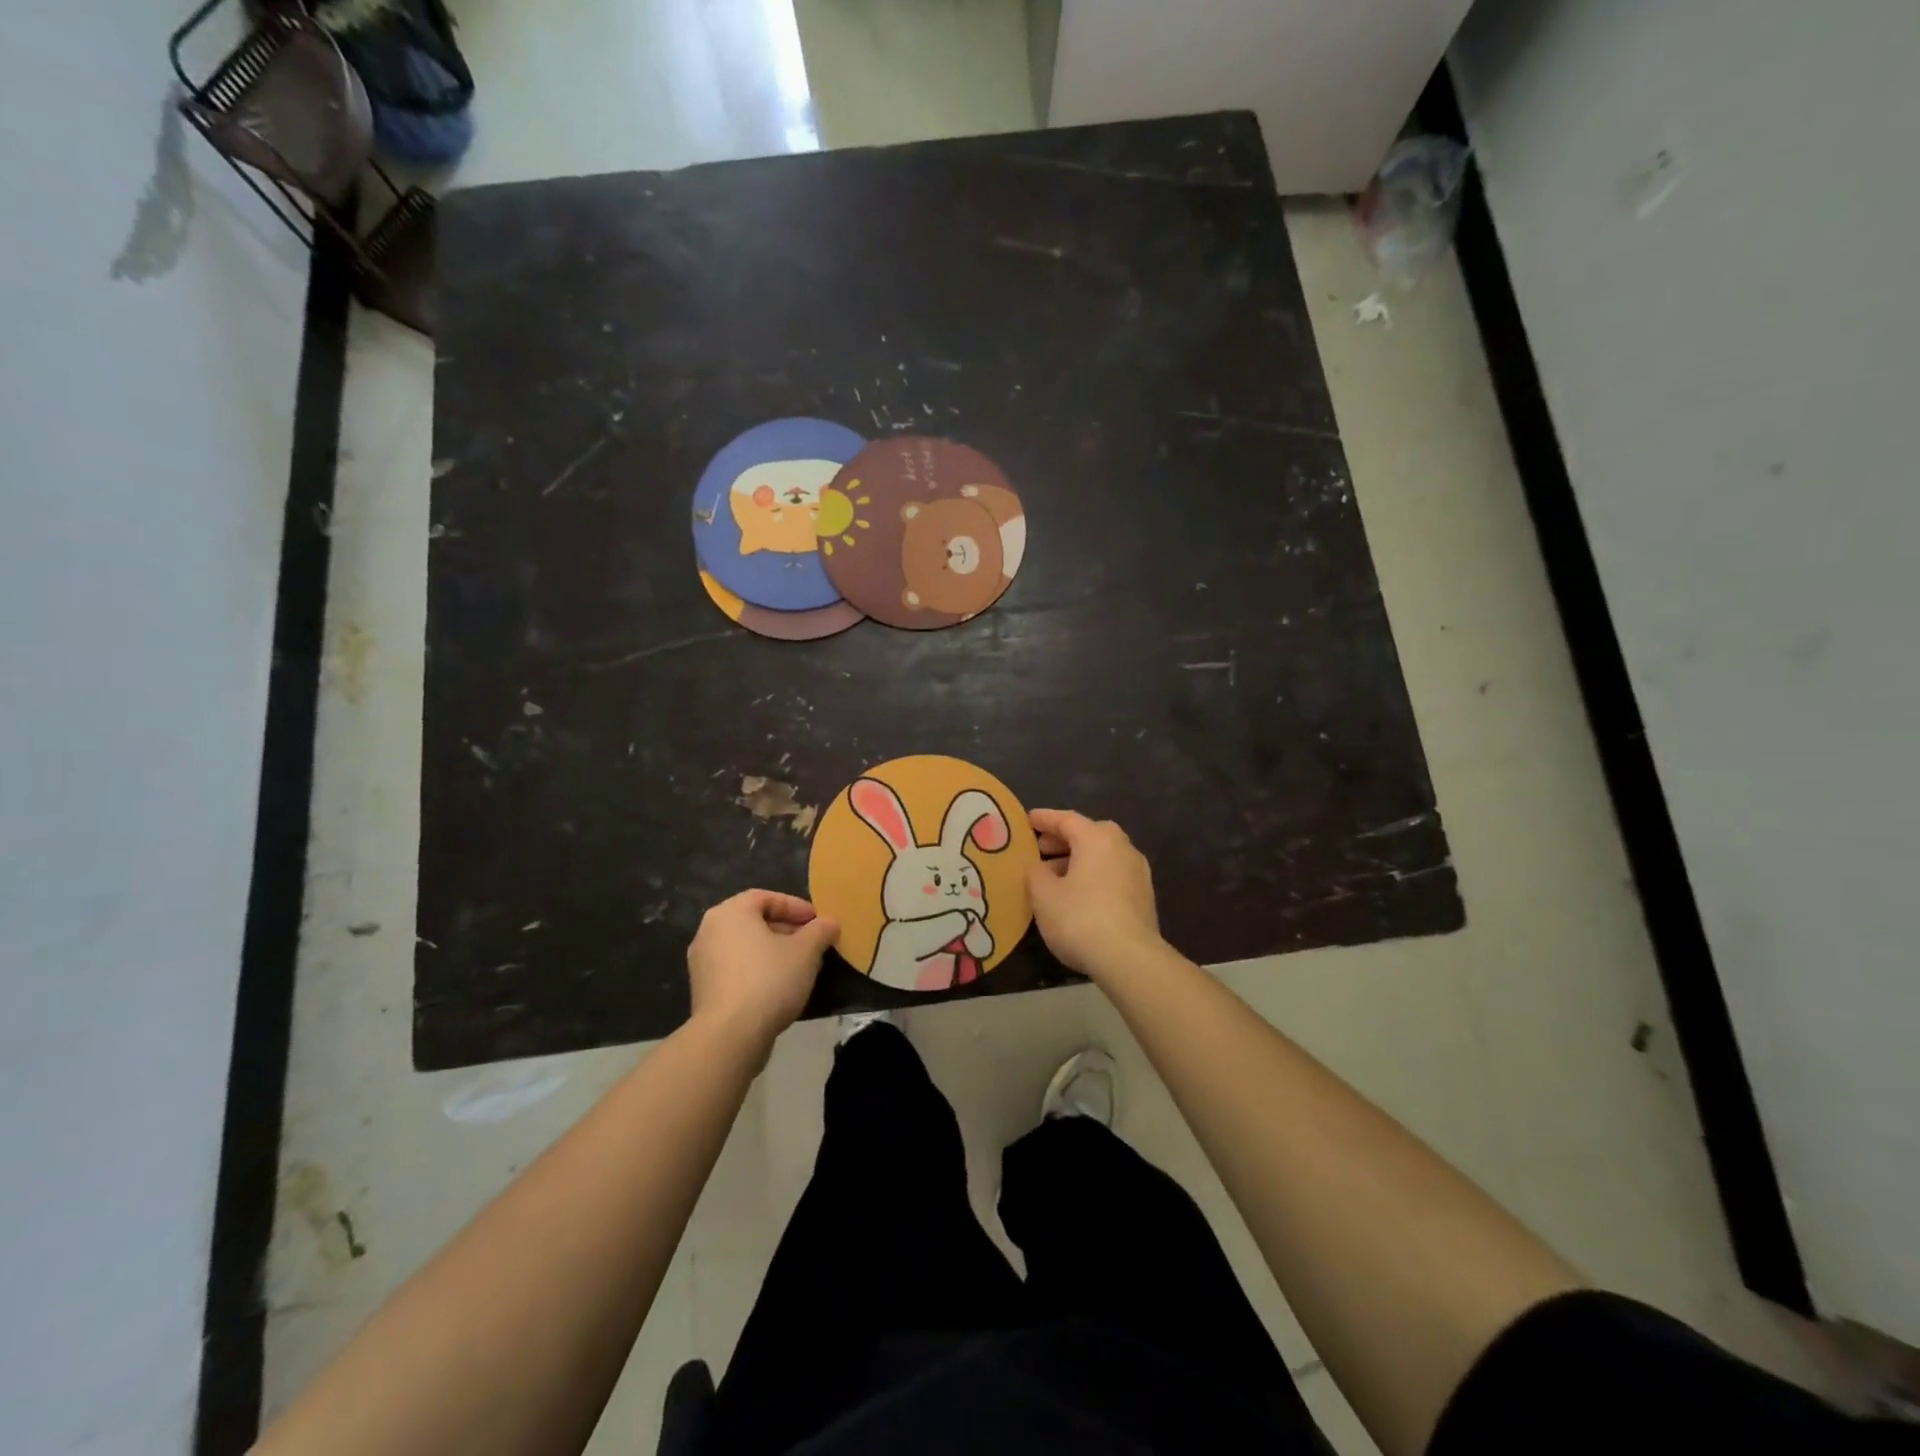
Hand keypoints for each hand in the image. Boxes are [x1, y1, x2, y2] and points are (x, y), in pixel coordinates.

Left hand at [686, 890, 837, 1054]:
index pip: (766, 898)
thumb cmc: (769, 980)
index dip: (795, 906)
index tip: (818, 922)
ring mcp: (702, 963)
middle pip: (754, 922)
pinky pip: (736, 970)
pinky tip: (780, 988)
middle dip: (787, 930)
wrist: (729, 1036)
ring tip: (801, 967)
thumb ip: (820, 931)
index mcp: (730, 912)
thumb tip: (830, 922)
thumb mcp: (806, 951)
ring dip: (773, 952)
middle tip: (813, 943)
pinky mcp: (704, 991)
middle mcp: (709, 931)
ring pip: (746, 947)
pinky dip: (758, 971)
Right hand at [1025, 810, 1162, 977]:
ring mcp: (1137, 872)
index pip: (1066, 819)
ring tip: (1053, 876)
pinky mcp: (1144, 897)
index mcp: (1097, 838)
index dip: (1044, 819)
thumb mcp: (1043, 894)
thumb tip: (1040, 868)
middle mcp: (1122, 847)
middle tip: (1039, 849)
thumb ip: (1035, 872)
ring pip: (1102, 856)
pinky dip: (1092, 877)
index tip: (1027, 820)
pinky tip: (1077, 896)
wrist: (1130, 959)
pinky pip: (1112, 875)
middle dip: (1062, 840)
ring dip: (1077, 861)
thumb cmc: (1080, 918)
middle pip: (1088, 835)